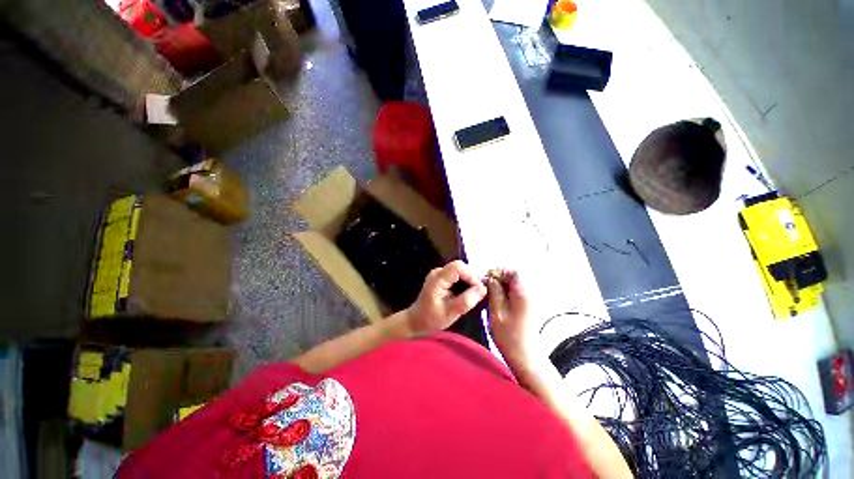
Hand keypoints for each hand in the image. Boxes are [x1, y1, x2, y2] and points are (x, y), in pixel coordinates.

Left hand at [406, 261, 487, 334]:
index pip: (458, 267)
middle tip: (478, 295)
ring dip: (470, 281)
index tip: (479, 290)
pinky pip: (458, 275)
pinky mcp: (443, 277)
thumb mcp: (451, 313)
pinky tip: (466, 294)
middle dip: (472, 279)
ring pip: (461, 270)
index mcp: (438, 278)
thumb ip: (466, 300)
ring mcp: (440, 273)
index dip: (471, 275)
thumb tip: (483, 289)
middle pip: (461, 267)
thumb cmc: (431, 319)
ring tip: (473, 296)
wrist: (417, 321)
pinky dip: (465, 283)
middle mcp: (439, 272)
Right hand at [485, 270, 536, 366]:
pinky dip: (508, 293)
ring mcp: (533, 300)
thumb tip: (490, 278)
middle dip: (501, 278)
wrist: (526, 356)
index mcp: (524, 293)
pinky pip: (519, 292)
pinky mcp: (531, 306)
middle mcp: (532, 293)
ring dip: (504, 286)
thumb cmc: (509, 335)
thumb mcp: (497, 311)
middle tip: (487, 287)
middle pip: (516, 277)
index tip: (487, 278)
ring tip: (492, 294)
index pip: (514, 272)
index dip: (500, 272)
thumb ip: (494, 291)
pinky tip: (500, 301)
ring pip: (517, 285)